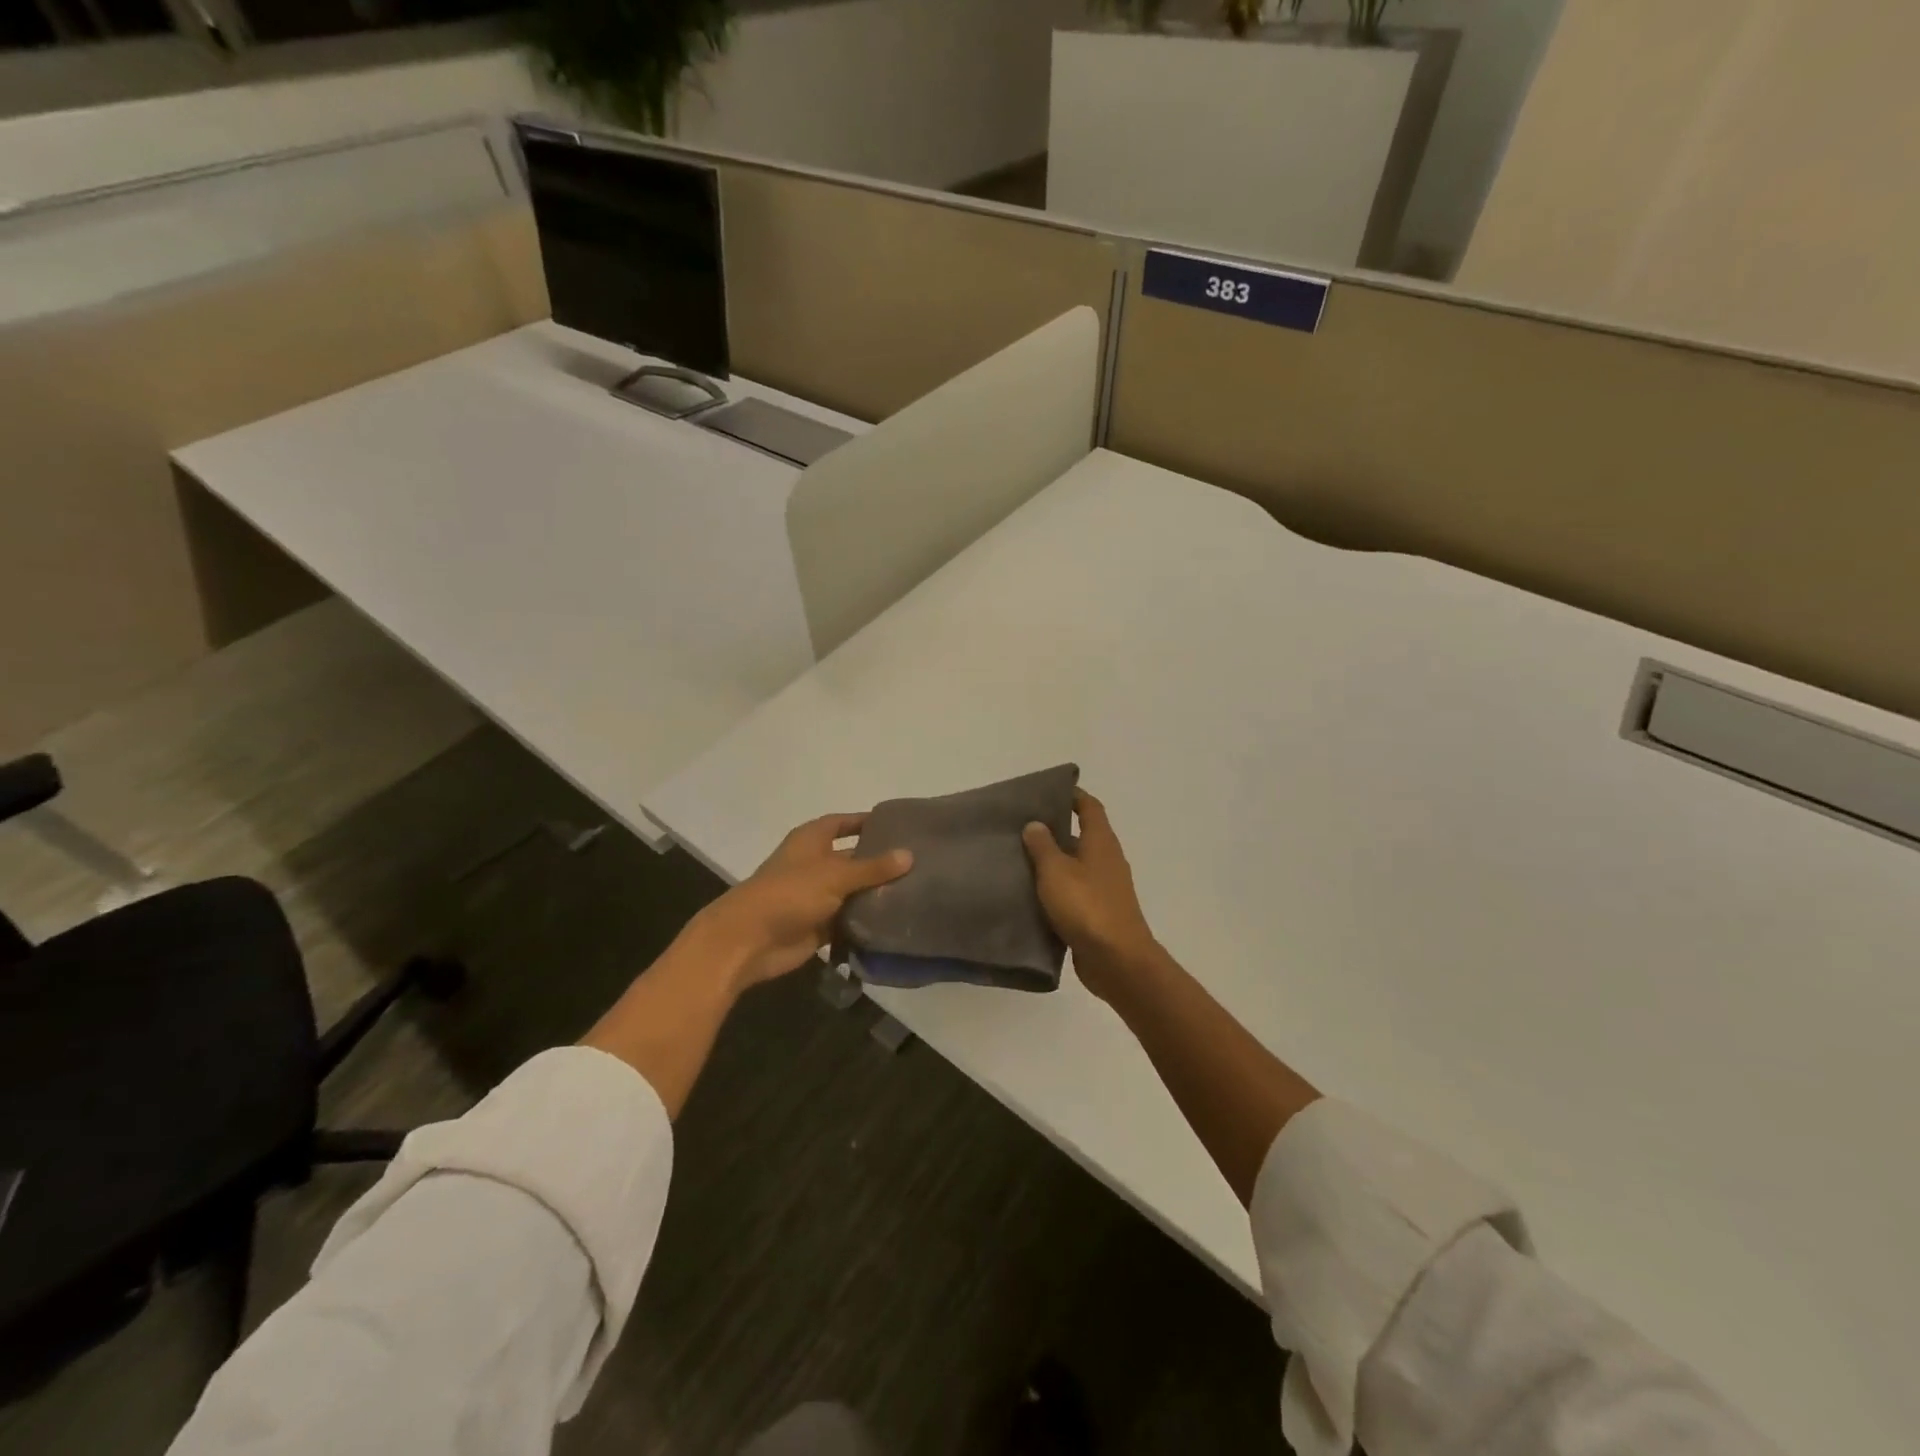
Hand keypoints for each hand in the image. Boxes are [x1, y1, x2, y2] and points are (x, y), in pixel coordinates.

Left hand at [690, 813, 912, 991]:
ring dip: (876, 893)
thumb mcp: (835, 875)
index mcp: (812, 840)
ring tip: (918, 890)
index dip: (865, 822)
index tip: (898, 825)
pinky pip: (849, 919)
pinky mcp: (819, 925)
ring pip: (853, 890)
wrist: (750, 941)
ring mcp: (816, 896)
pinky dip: (867, 920)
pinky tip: (897, 919)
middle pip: (852, 858)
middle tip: (919, 861)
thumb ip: (873, 867)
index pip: (843, 822)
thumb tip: (910, 855)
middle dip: (879, 860)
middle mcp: (815, 864)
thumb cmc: (789, 894)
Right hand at [1022, 789, 1158, 999]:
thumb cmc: (1087, 907)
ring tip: (1018, 860)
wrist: (1117, 961)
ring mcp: (1104, 888)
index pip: (1089, 807)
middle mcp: (1106, 860)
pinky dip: (1055, 890)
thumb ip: (1043, 846)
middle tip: (1020, 827)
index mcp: (1101, 842)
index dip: (1071, 795)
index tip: (1047, 791)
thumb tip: (1035, 824)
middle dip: (1053, 830)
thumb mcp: (1056, 871)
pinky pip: (1073, 893)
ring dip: (1052, 863)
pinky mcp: (1098, 914)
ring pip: (1074, 866)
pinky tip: (1030, 895)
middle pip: (1080, 835)